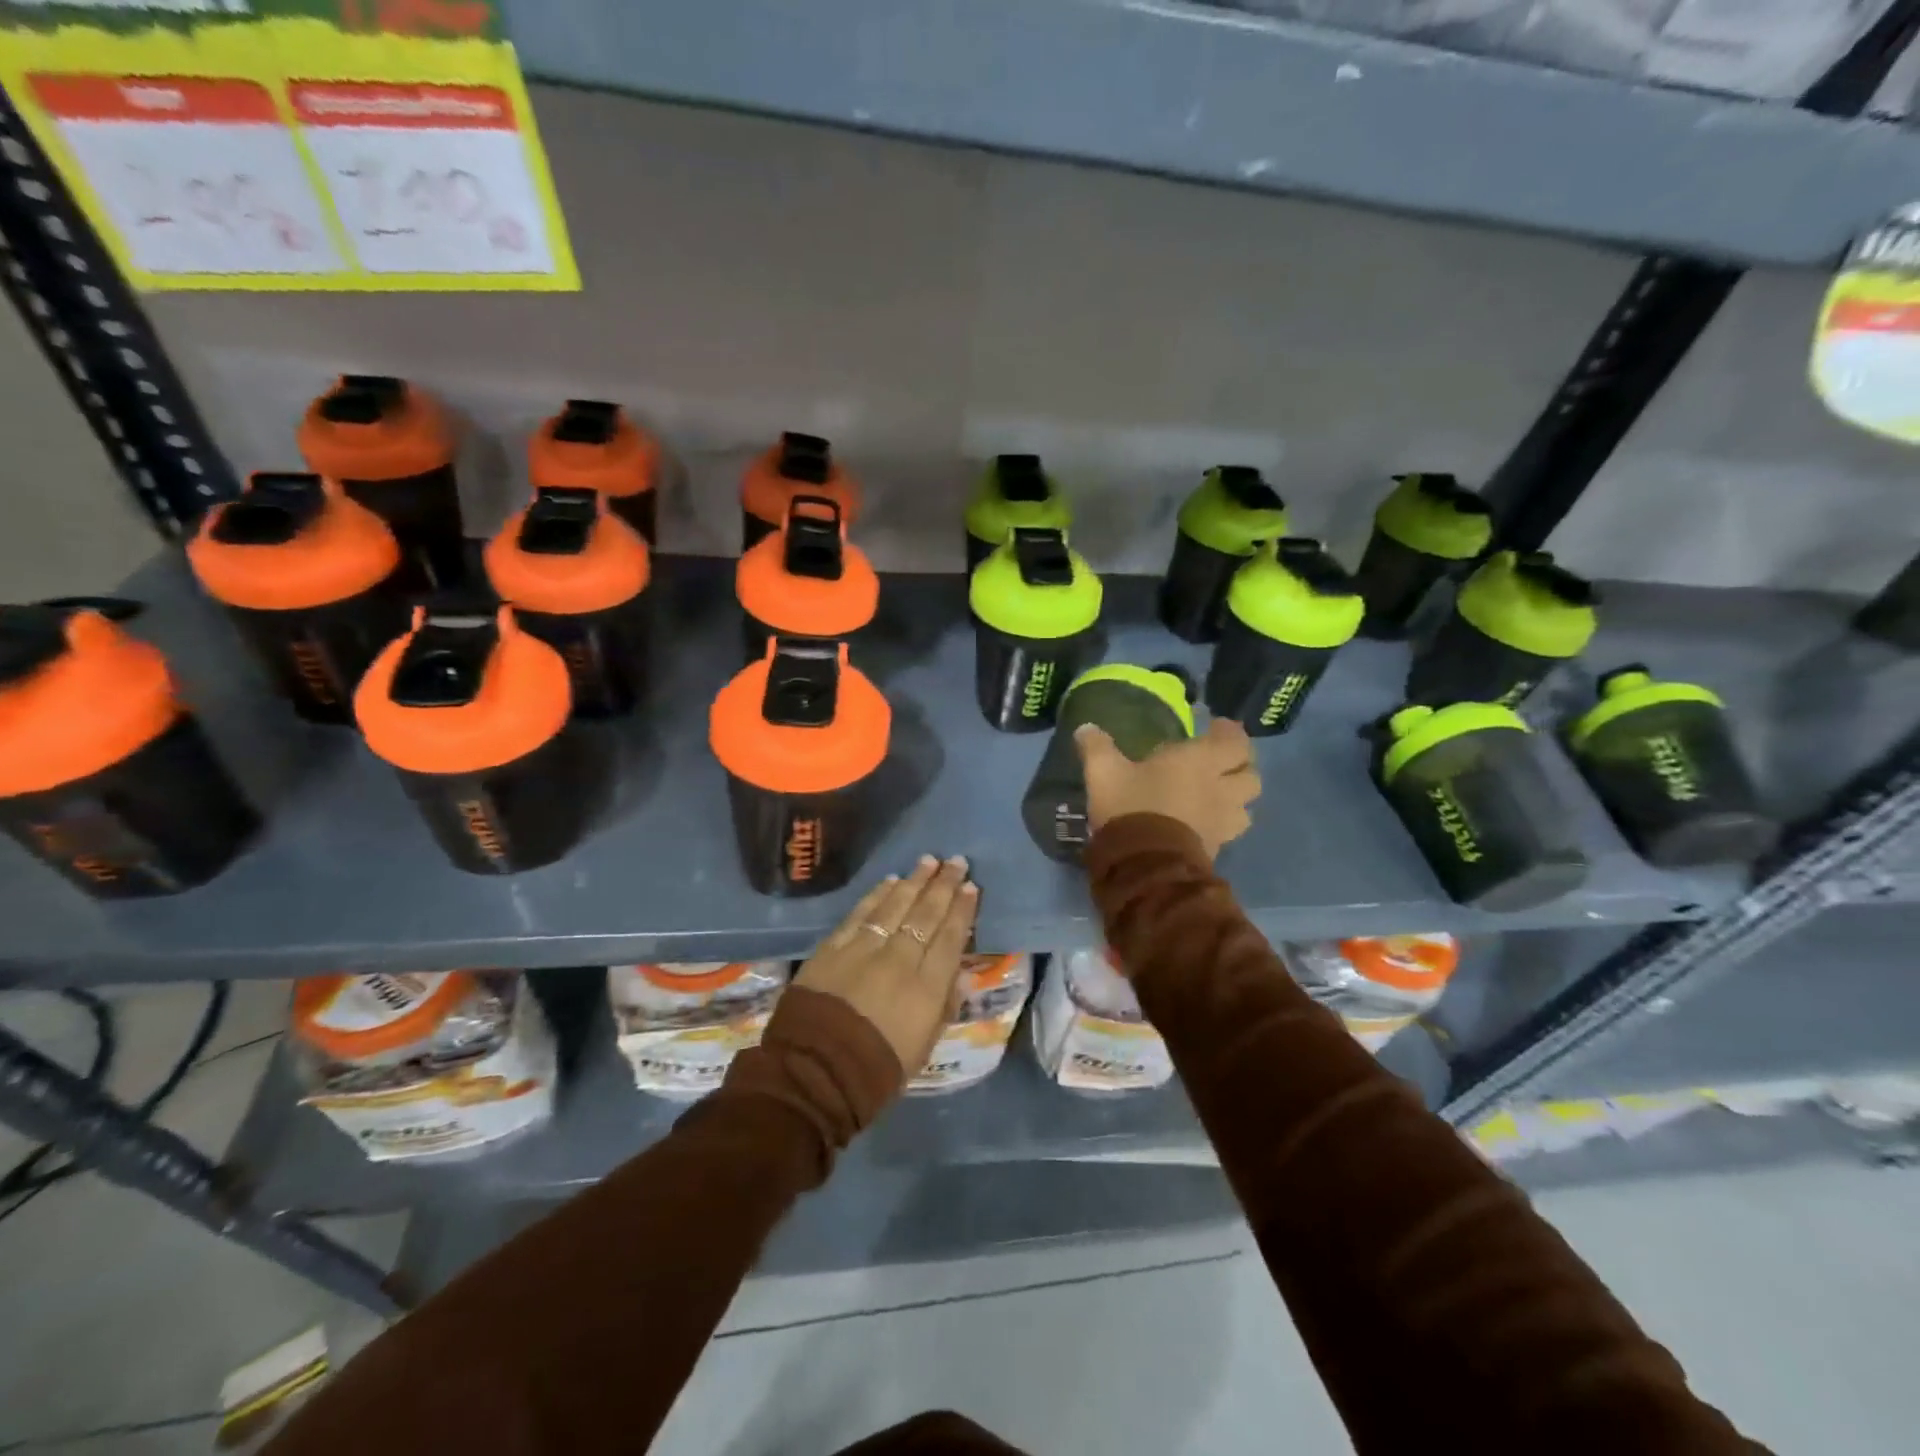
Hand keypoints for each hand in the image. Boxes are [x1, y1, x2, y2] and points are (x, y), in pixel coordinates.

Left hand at [793, 854, 978, 1077]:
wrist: (814, 1072)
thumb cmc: (876, 1070)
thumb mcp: (923, 1048)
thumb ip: (944, 1007)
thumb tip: (960, 973)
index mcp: (926, 988)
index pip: (950, 939)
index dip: (963, 911)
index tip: (971, 887)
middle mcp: (899, 959)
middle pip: (926, 914)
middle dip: (944, 886)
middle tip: (956, 862)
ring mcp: (864, 949)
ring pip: (894, 906)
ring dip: (914, 882)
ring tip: (928, 861)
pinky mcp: (833, 947)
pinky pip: (860, 913)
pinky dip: (877, 895)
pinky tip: (890, 882)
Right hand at [1074, 718, 1260, 860]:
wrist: (1144, 864)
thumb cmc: (1131, 806)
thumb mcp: (1104, 772)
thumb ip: (1097, 747)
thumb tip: (1085, 728)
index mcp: (1200, 761)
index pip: (1235, 741)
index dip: (1230, 733)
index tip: (1216, 728)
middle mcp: (1220, 789)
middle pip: (1251, 775)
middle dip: (1241, 767)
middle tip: (1222, 763)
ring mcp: (1222, 821)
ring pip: (1247, 807)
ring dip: (1237, 799)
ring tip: (1218, 796)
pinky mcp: (1216, 848)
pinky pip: (1229, 831)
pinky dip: (1222, 824)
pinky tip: (1202, 823)